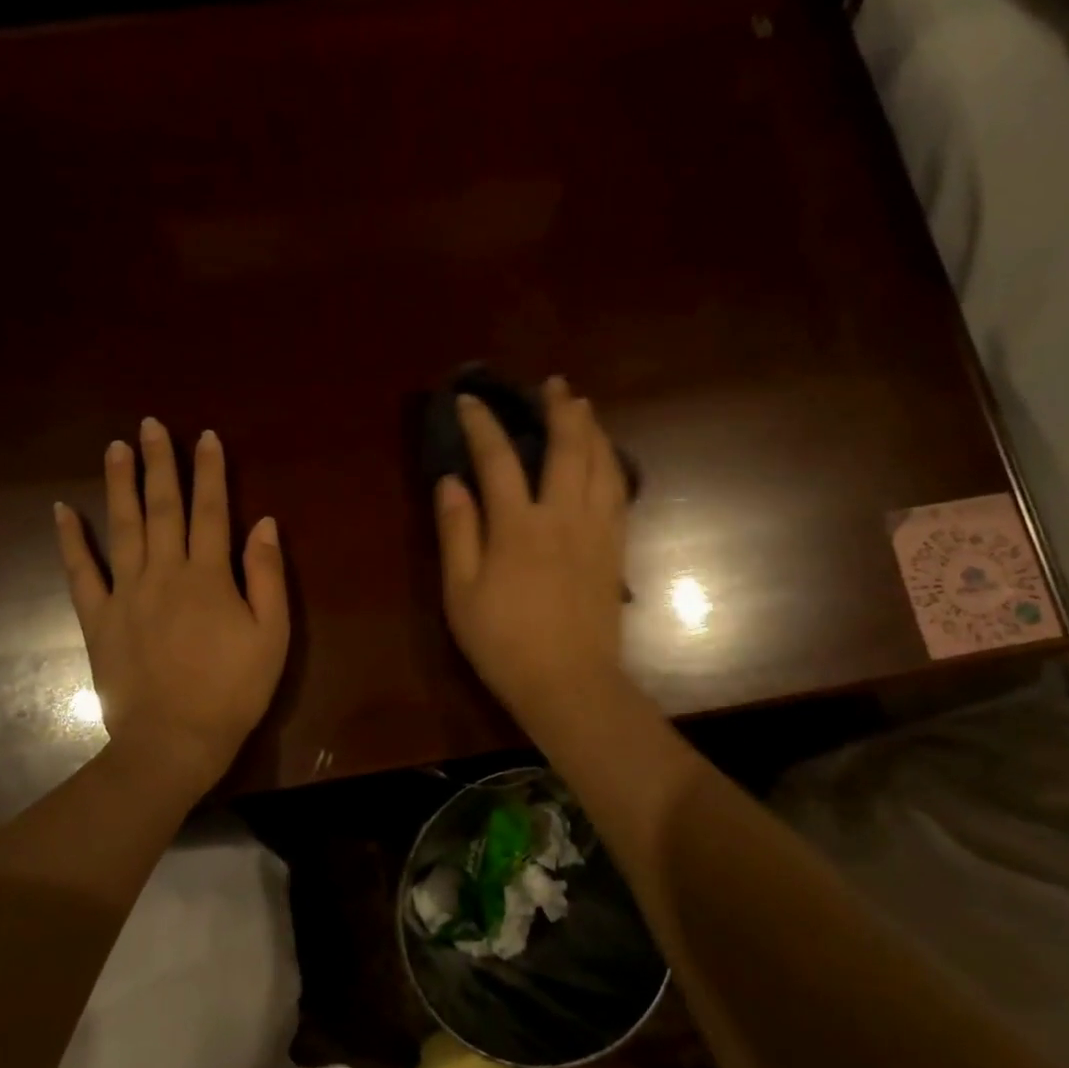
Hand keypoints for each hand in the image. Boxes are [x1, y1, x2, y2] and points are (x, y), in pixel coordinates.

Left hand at [55, 418, 289, 802]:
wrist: (175, 740)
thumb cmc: (234, 689)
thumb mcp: (272, 635)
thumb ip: (268, 577)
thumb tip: (265, 524)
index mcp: (208, 576)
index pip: (212, 511)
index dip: (210, 472)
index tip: (206, 437)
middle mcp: (164, 572)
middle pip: (162, 507)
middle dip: (160, 463)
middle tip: (152, 425)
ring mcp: (126, 593)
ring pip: (120, 527)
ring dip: (118, 484)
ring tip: (116, 447)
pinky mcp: (99, 618)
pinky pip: (81, 572)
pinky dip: (70, 540)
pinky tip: (61, 510)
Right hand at [435, 376, 632, 736]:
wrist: (568, 683)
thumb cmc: (504, 642)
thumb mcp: (460, 592)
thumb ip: (456, 532)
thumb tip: (450, 482)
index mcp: (518, 526)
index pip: (498, 459)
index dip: (482, 425)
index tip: (469, 400)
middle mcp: (562, 516)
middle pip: (567, 448)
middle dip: (558, 410)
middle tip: (552, 384)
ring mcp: (596, 532)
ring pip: (601, 465)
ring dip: (592, 429)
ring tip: (584, 407)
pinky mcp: (615, 550)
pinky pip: (618, 494)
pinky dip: (612, 466)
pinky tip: (607, 459)